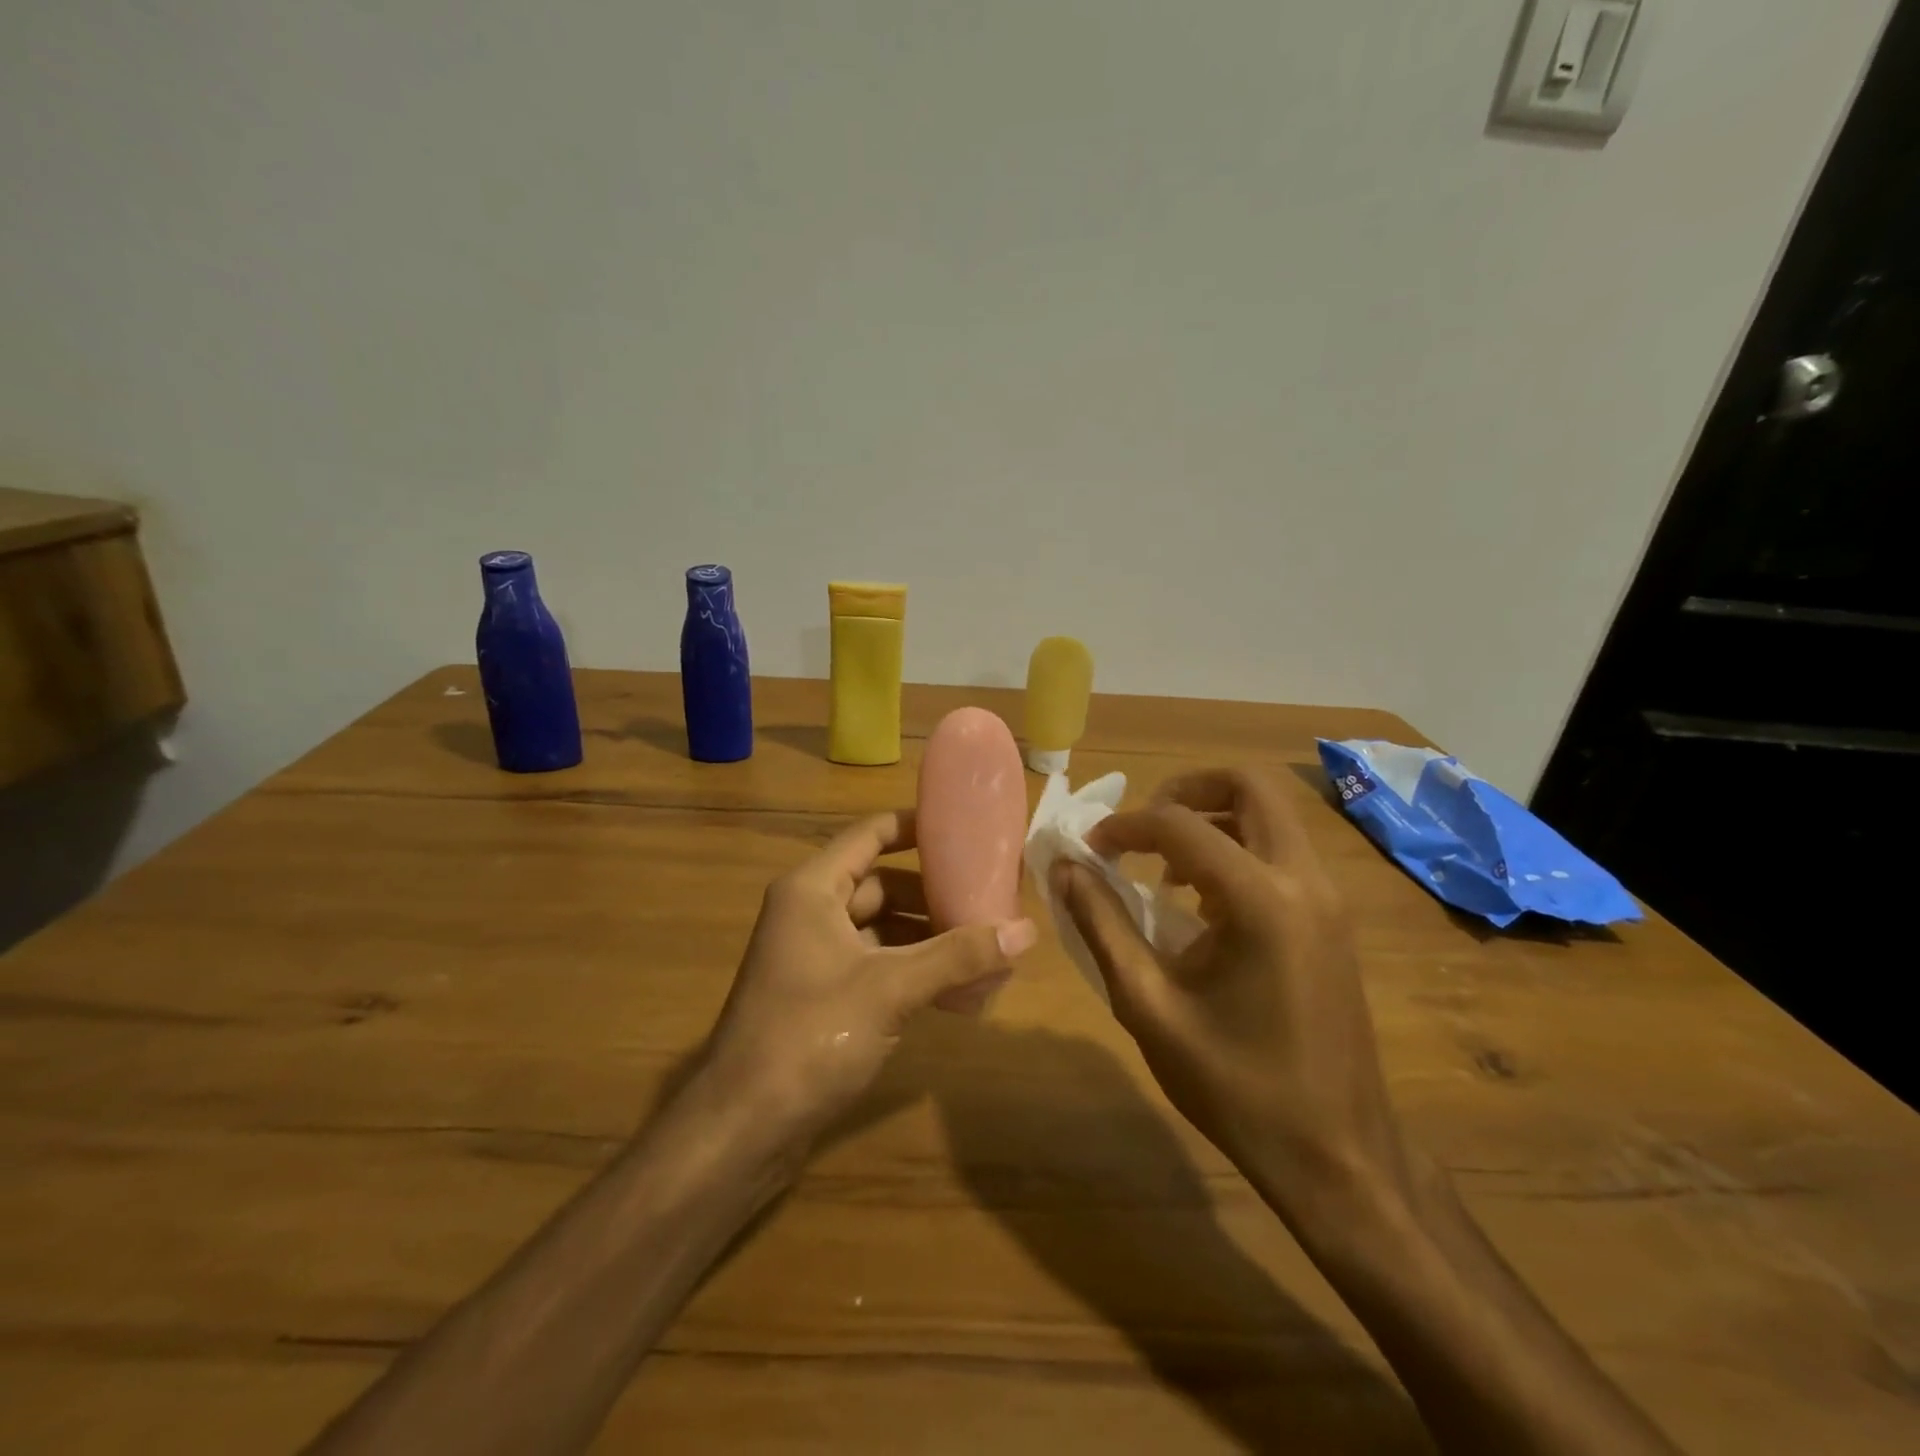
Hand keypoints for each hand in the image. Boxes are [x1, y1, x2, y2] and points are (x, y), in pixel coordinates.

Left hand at [699, 809, 1036, 1148]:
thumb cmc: (810, 1036)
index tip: (966, 830)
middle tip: (987, 895)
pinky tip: (954, 987)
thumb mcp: (890, 988)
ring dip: (925, 934)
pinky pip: (874, 963)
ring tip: (982, 942)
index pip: (870, 835)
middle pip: (880, 883)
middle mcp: (809, 912)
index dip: (916, 827)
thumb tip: (1027, 929)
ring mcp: (813, 956)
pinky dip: (910, 967)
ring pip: (880, 927)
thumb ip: (958, 956)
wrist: (743, 1127)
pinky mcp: (821, 995)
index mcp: (813, 890)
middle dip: (932, 891)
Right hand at [1052, 767, 1408, 1231]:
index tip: (1091, 847)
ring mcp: (1327, 897)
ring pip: (1271, 814)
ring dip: (1213, 819)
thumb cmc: (1234, 1086)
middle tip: (1142, 829)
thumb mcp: (1149, 1005)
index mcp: (1259, 900)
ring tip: (1166, 868)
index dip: (1125, 826)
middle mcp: (1303, 880)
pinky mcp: (1333, 919)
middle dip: (1186, 790)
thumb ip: (1102, 925)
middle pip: (1249, 786)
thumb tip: (1066, 868)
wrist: (1337, 1155)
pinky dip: (1237, 848)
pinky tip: (1203, 902)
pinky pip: (1282, 851)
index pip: (1179, 825)